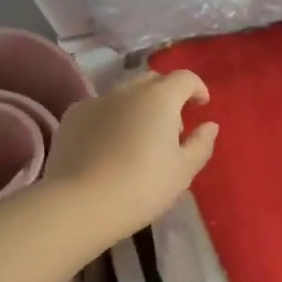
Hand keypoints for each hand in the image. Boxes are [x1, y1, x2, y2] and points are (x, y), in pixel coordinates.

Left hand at [44, 69, 217, 241]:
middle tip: (171, 126)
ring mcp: (95, 100)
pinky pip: (99, 109)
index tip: (201, 106)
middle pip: (152, 81)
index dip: (197, 88)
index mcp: (160, 97)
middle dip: (166, 96)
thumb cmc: (142, 186)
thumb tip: (209, 125)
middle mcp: (127, 90)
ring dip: (137, 107)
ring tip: (138, 138)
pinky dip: (110, 119)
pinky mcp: (72, 117)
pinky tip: (108, 146)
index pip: (184, 78)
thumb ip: (201, 144)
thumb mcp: (183, 171)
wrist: (80, 204)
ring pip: (123, 94)